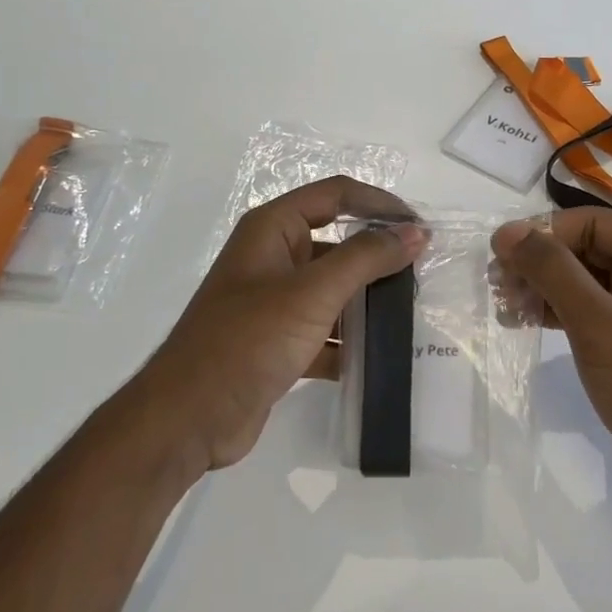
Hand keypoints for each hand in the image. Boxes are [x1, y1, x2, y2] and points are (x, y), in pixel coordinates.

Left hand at [132, 177, 427, 473]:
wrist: (190, 417)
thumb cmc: (249, 339)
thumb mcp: (312, 292)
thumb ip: (366, 258)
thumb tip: (415, 233)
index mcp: (272, 229)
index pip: (336, 195)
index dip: (379, 204)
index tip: (419, 228)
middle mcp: (273, 257)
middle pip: (337, 242)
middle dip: (377, 255)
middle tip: (421, 273)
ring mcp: (274, 301)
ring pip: (333, 288)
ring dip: (367, 300)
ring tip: (410, 315)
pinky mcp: (278, 341)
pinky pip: (324, 328)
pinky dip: (349, 339)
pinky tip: (379, 357)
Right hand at [492, 209, 611, 502]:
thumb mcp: (595, 321)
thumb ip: (551, 268)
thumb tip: (507, 230)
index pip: (589, 223)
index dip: (541, 235)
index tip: (498, 259)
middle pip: (584, 247)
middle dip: (538, 264)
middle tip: (497, 287)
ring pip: (581, 277)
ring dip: (541, 287)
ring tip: (504, 306)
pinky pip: (587, 305)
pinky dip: (555, 309)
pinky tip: (522, 320)